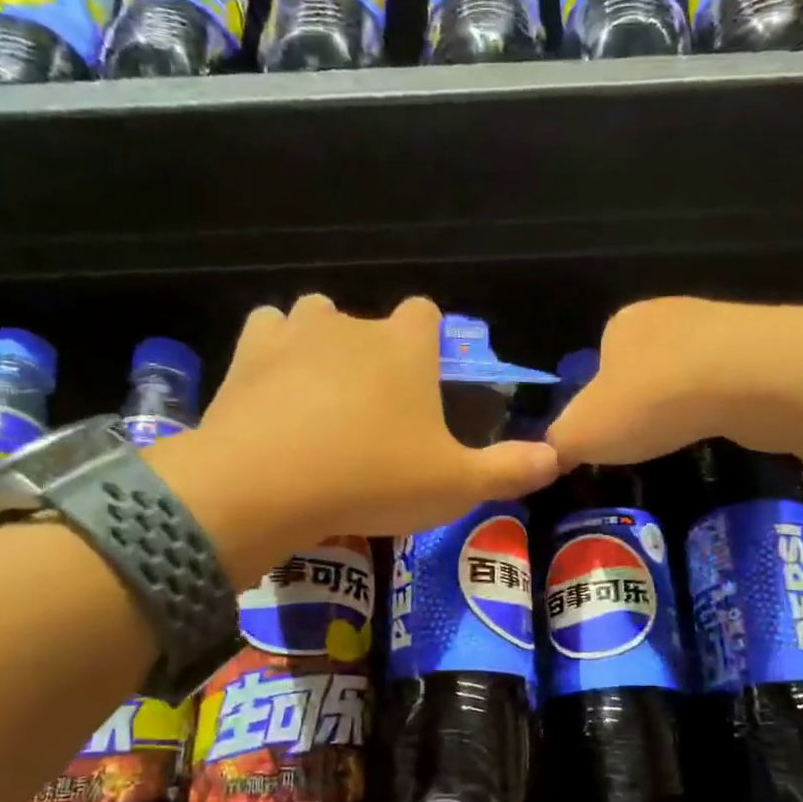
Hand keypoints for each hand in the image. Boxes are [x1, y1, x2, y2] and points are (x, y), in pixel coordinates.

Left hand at [148, 295, 558, 585]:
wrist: (265, 487)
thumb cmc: (372, 479)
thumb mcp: (455, 486)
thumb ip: (509, 470)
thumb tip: (558, 457)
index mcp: (405, 345)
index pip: (427, 314)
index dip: (429, 343)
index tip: (426, 384)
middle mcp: (350, 325)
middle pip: (369, 322)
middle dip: (375, 355)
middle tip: (375, 415)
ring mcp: (292, 334)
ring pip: (313, 318)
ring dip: (322, 346)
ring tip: (323, 399)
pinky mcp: (244, 357)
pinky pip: (265, 336)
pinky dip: (273, 357)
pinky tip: (275, 395)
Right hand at [546, 297, 802, 468]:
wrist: (749, 379)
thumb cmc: (650, 401)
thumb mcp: (582, 433)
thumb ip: (559, 443)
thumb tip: (551, 453)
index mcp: (620, 325)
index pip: (599, 363)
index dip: (600, 402)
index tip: (610, 436)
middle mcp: (667, 315)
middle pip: (645, 367)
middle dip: (645, 402)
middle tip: (647, 441)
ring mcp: (719, 327)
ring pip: (689, 373)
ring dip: (684, 404)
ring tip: (685, 437)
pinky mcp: (761, 349)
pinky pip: (729, 383)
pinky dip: (721, 405)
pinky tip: (721, 427)